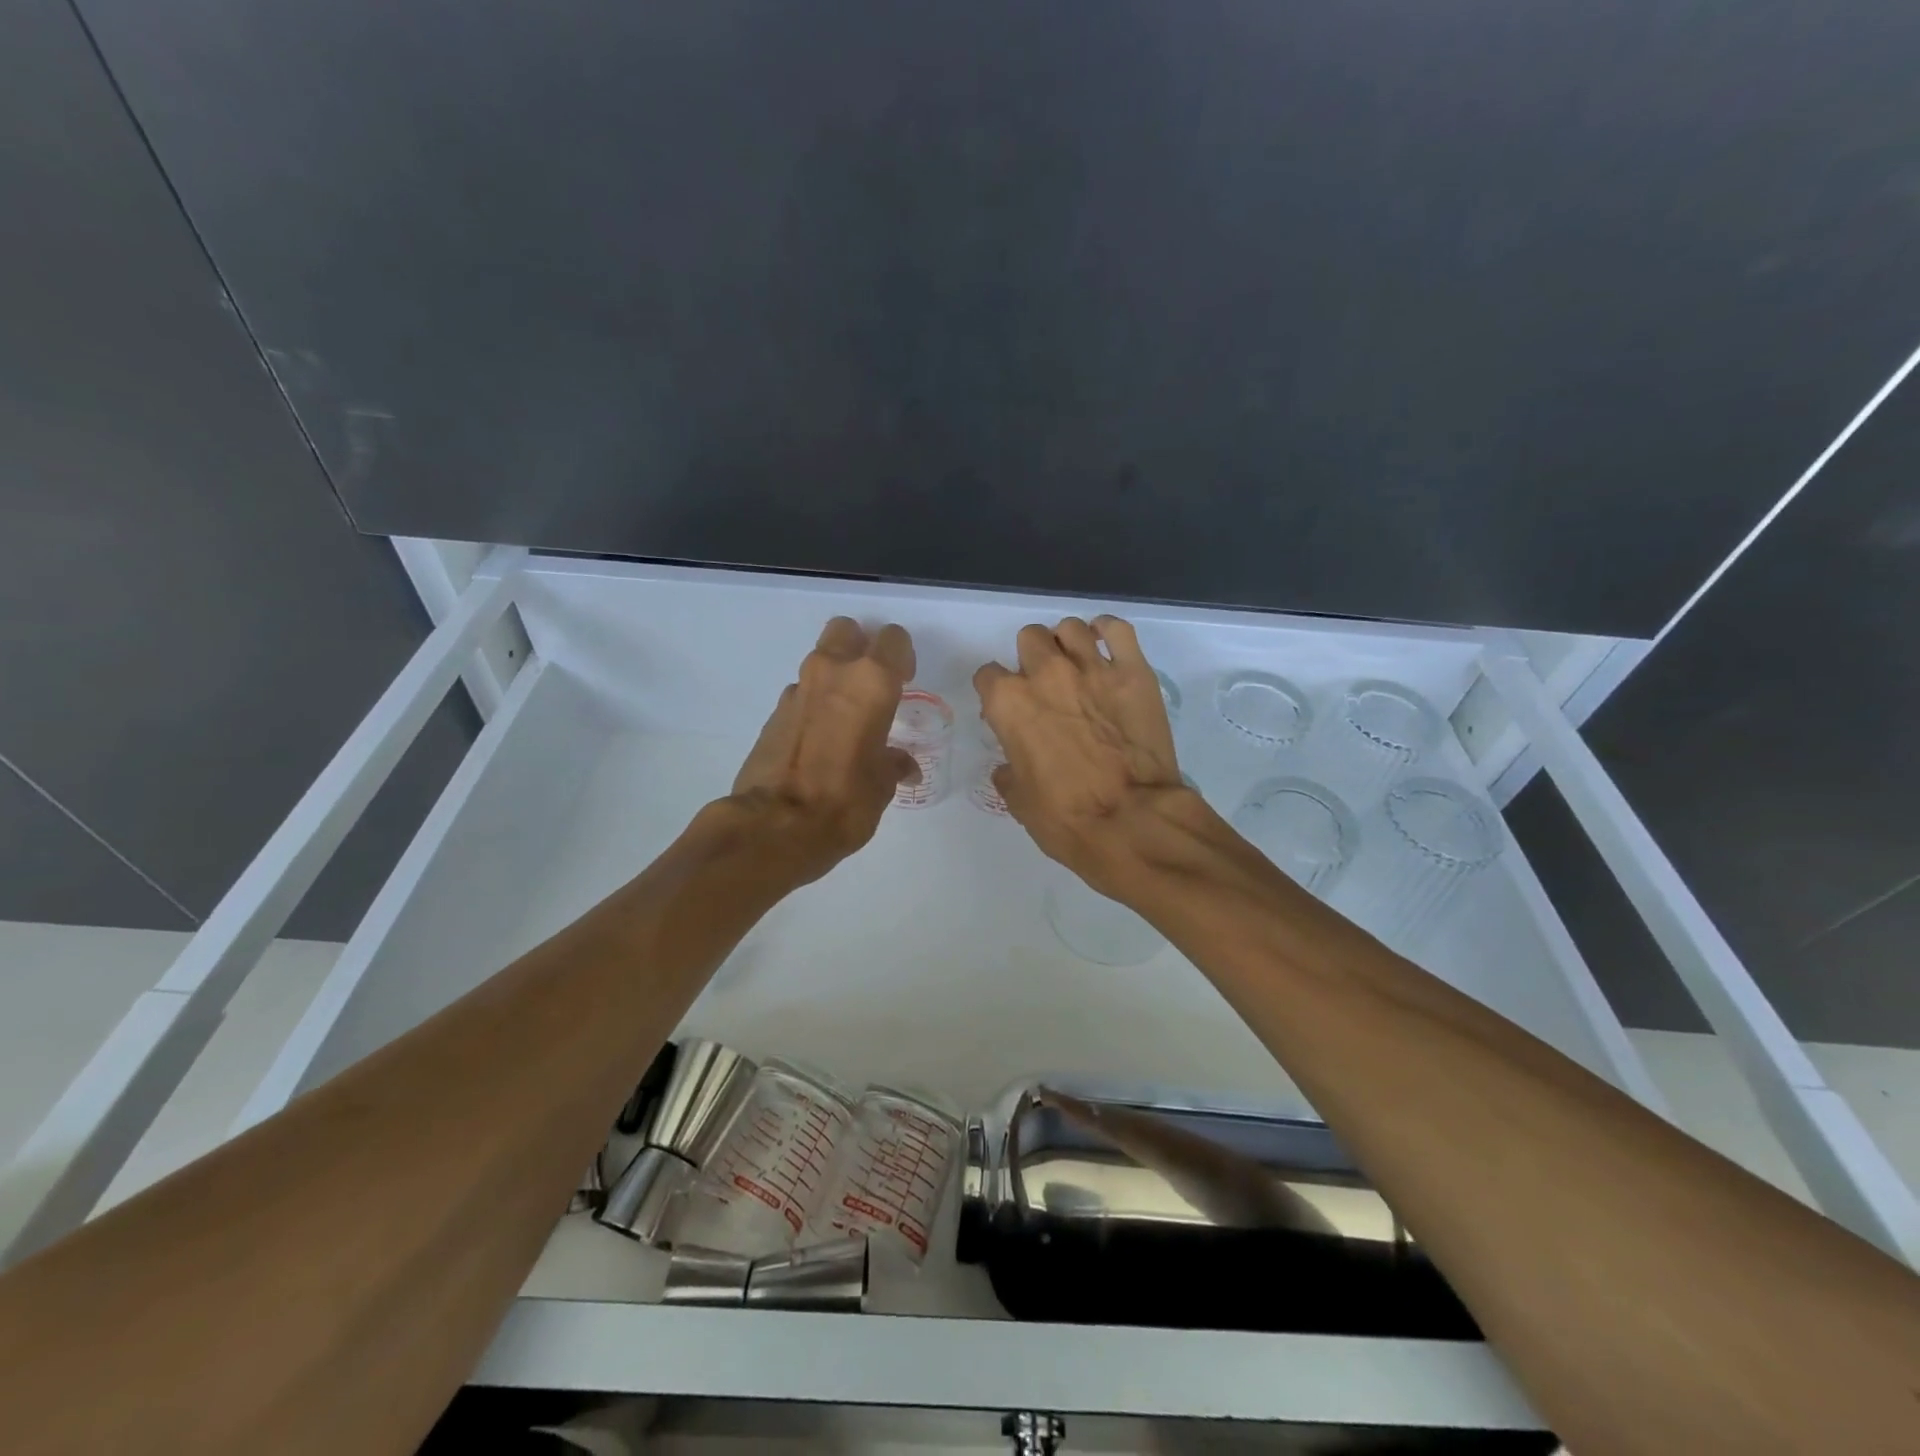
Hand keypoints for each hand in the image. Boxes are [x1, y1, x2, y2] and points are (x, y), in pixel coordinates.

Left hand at [728, 617, 918, 881]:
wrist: (775, 826)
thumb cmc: (845, 802)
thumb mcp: (882, 785)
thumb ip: (893, 763)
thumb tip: (902, 765)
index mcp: (870, 683)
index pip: (893, 640)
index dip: (902, 657)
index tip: (905, 682)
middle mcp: (832, 673)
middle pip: (846, 631)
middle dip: (860, 648)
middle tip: (871, 684)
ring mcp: (797, 690)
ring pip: (820, 662)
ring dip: (834, 679)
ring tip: (844, 719)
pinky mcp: (772, 713)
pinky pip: (801, 695)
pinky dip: (812, 706)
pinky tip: (819, 741)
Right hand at [974, 616, 1190, 894]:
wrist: (1133, 822)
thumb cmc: (1067, 819)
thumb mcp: (1020, 802)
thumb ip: (1009, 771)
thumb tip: (1010, 765)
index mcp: (1009, 703)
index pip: (988, 676)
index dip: (996, 693)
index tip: (1008, 711)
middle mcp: (1046, 673)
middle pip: (1029, 640)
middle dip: (1031, 660)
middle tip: (1046, 689)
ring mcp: (1092, 667)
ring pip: (1069, 628)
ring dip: (1066, 643)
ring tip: (1076, 667)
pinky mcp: (1134, 671)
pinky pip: (1118, 629)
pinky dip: (1108, 632)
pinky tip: (1106, 647)